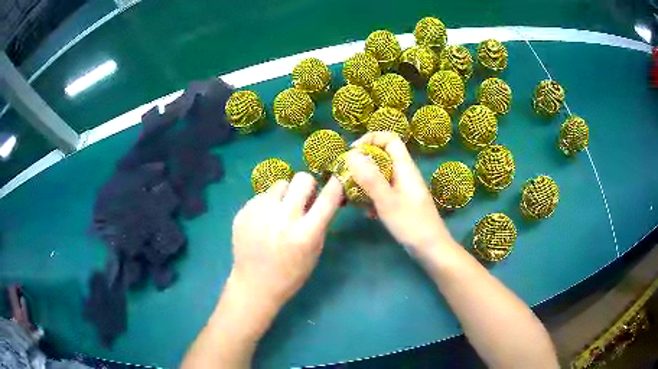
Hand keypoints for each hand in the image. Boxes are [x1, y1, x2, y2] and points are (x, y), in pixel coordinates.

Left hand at [229, 173, 342, 311]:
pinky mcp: (244, 212)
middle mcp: (283, 218)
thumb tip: (322, 197)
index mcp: (305, 233)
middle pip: (302, 179)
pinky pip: (262, 195)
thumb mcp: (314, 252)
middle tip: (304, 198)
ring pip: (280, 183)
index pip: (328, 198)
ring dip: (286, 194)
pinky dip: (268, 204)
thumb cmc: (291, 274)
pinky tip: (264, 221)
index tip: (336, 181)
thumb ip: (320, 223)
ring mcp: (260, 213)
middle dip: (307, 185)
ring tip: (280, 211)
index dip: (336, 185)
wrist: (254, 284)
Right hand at [348, 132, 455, 256]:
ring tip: (351, 197)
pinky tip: (367, 213)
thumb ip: (370, 177)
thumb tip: (352, 155)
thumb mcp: (387, 200)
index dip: (370, 139)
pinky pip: (383, 191)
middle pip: (382, 156)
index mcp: (405, 167)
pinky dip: (372, 197)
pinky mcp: (401, 202)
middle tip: (346, 177)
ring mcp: (403, 188)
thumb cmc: (411, 224)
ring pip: (380, 175)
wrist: (431, 249)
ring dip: (364, 182)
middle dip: (362, 164)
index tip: (352, 154)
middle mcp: (404, 173)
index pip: (389, 138)